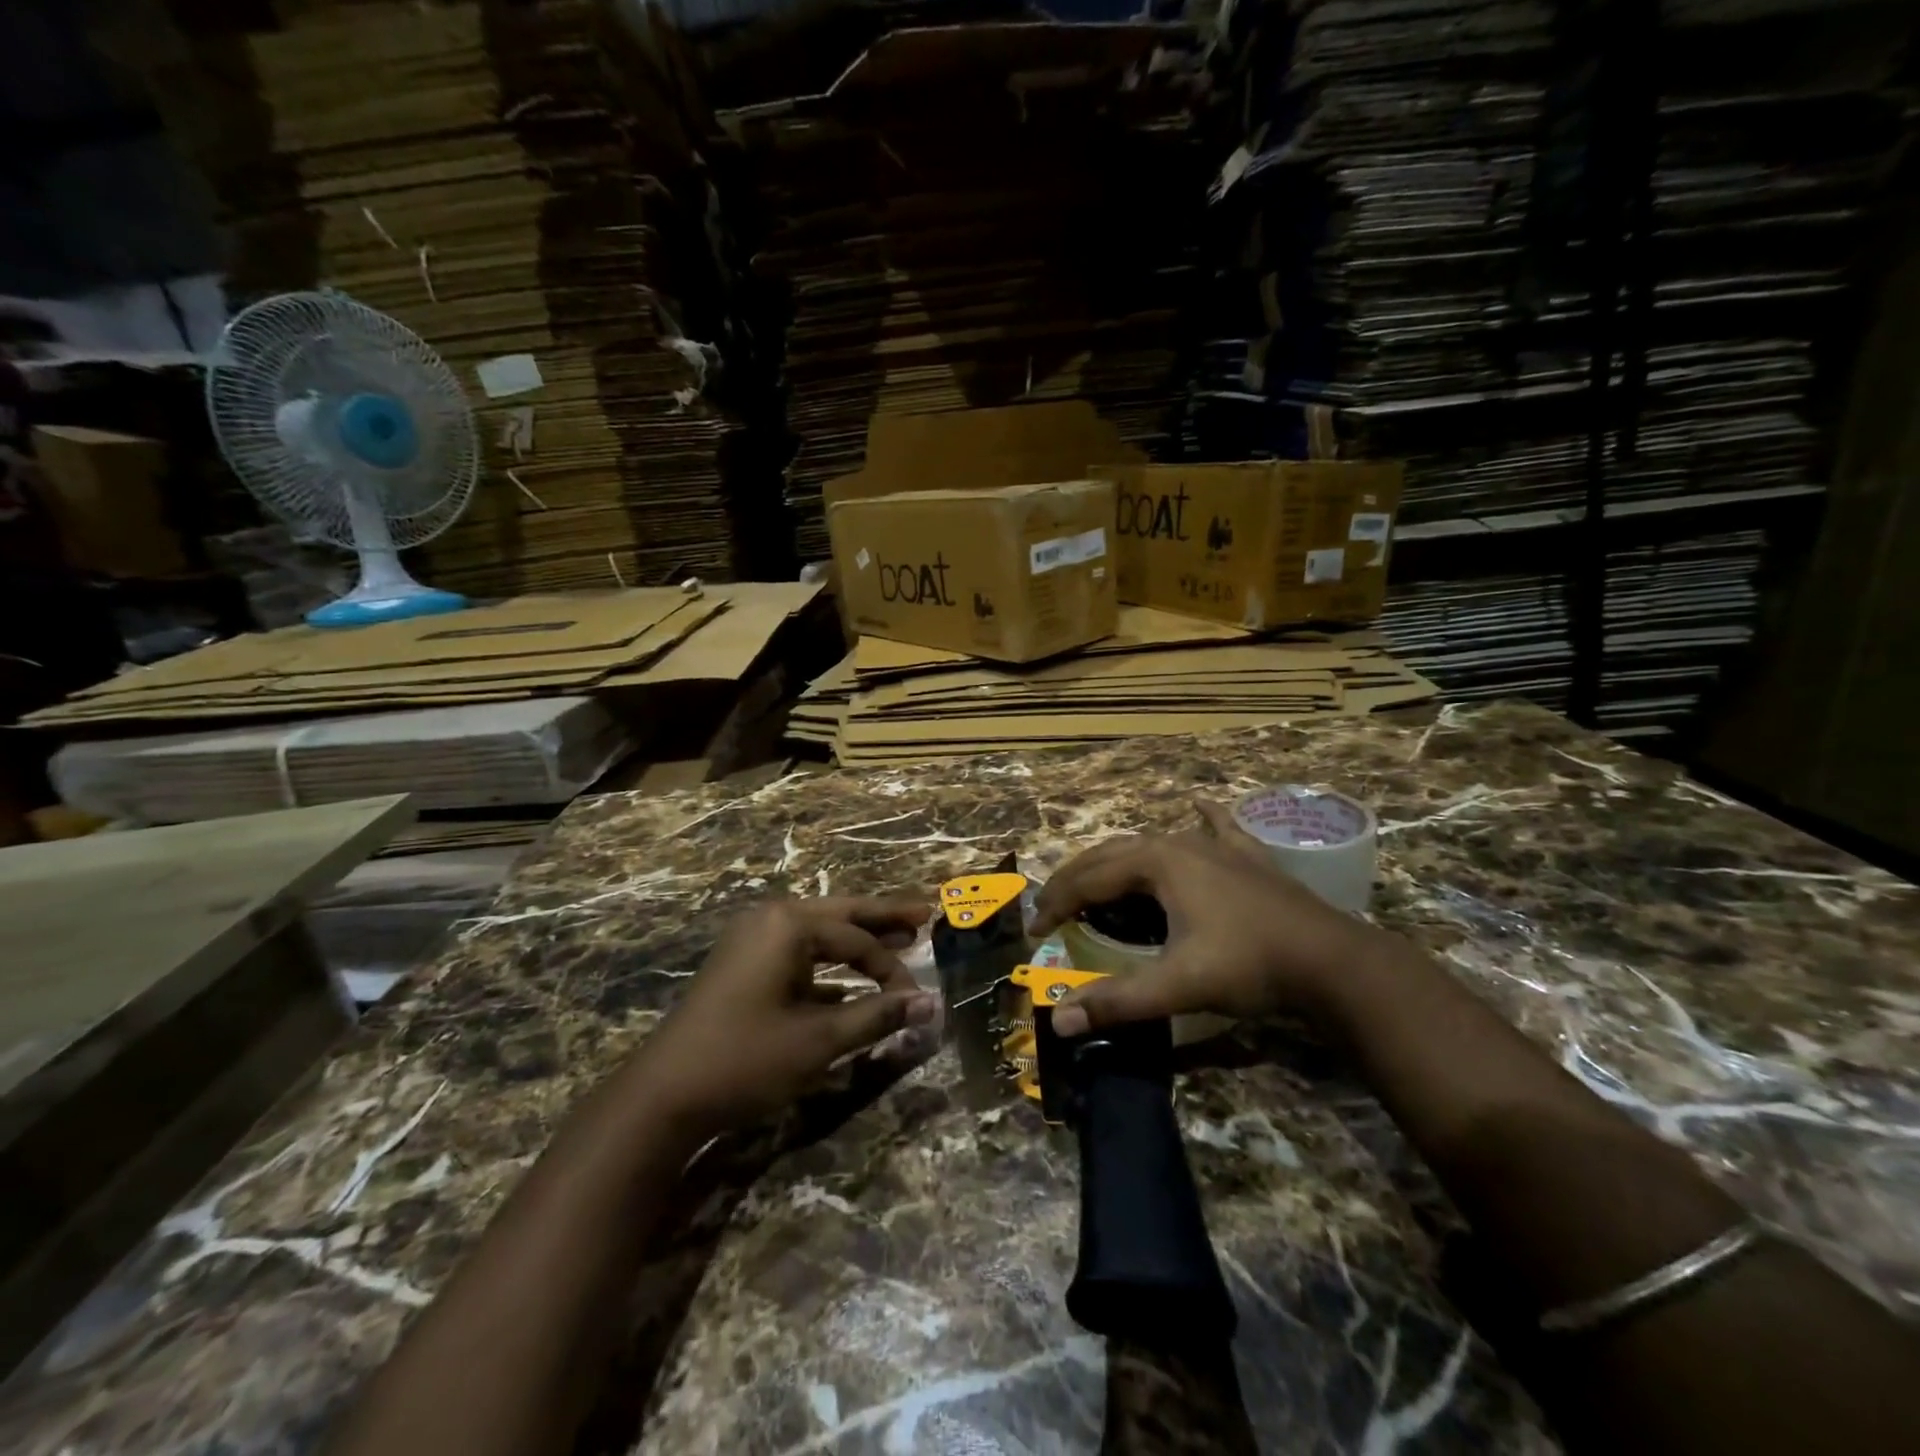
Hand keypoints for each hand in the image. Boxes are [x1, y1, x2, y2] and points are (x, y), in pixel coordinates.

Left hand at [635, 896, 938, 1139]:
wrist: (662, 1096)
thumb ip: (877, 1016)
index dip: (892, 969)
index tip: (917, 999)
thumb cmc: (745, 1059)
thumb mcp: (819, 1040)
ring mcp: (752, 940)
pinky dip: (828, 963)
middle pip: (841, 914)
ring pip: (819, 932)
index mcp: (789, 924)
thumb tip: (930, 1004)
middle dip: (882, 917)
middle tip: (924, 912)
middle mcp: (771, 920)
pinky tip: (851, 980)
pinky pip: (798, 953)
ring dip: (857, 939)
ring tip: (899, 937)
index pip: (857, 939)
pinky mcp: (743, 966)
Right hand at [1031, 801, 1389, 1036]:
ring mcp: (1217, 846)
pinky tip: (1197, 805)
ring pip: (1151, 843)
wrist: (1333, 961)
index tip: (1034, 931)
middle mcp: (1179, 842)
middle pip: (1111, 855)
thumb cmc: (1249, 965)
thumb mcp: (1178, 985)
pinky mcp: (1247, 858)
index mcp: (1156, 863)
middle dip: (1077, 880)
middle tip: (1054, 909)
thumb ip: (1116, 1002)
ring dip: (1118, 861)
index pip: (1089, 880)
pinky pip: (1216, 829)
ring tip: (1100, 884)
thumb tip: (1058, 1023)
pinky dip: (1200, 819)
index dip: (1056, 904)